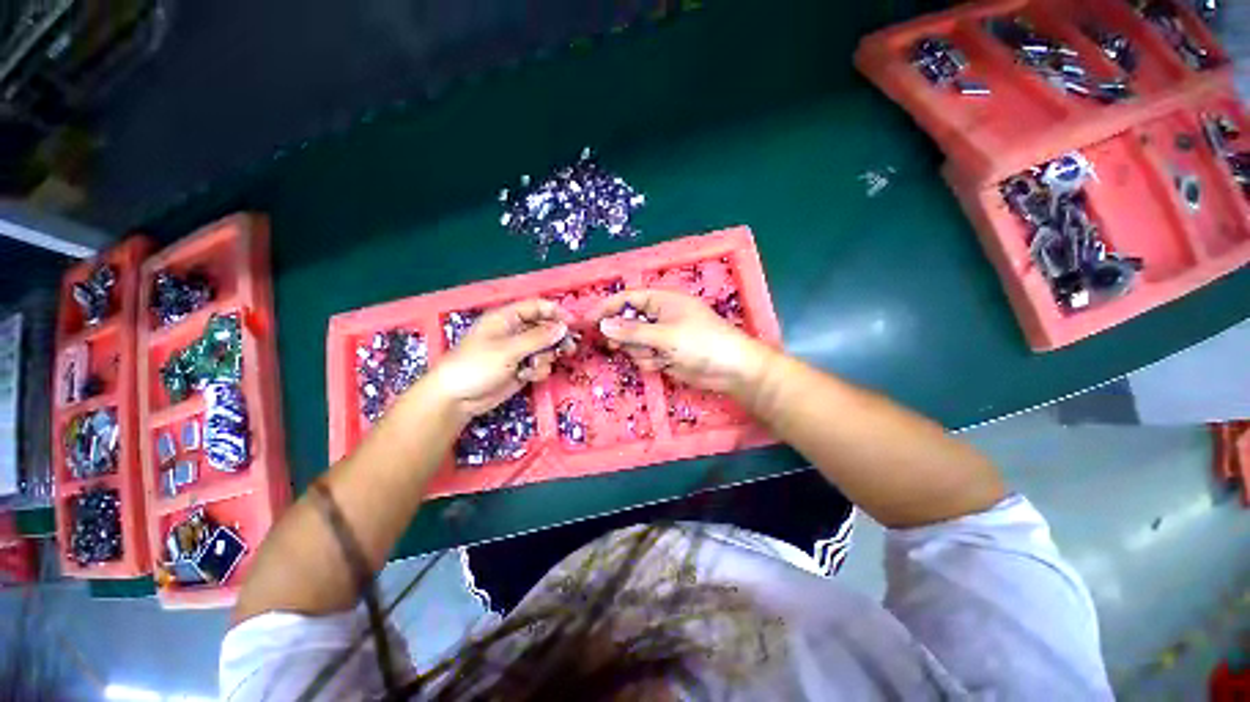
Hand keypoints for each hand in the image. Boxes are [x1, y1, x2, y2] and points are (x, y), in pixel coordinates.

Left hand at [428, 299, 572, 420]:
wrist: (457, 398)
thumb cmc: (477, 365)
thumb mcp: (508, 349)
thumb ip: (538, 338)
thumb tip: (562, 327)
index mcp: (507, 318)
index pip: (536, 307)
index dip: (555, 312)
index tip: (572, 323)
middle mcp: (515, 332)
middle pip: (545, 328)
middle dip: (556, 339)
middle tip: (569, 348)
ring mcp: (519, 351)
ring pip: (545, 348)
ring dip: (545, 358)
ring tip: (535, 367)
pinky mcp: (521, 368)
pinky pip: (540, 364)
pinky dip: (537, 370)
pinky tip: (526, 377)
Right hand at [589, 290, 771, 394]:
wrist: (731, 369)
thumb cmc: (701, 342)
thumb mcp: (665, 335)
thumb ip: (633, 331)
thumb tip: (603, 324)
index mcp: (661, 300)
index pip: (627, 299)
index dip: (606, 308)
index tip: (586, 321)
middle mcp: (659, 316)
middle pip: (627, 323)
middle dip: (623, 336)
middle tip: (615, 346)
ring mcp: (661, 337)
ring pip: (634, 343)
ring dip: (639, 352)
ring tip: (656, 356)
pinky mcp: (664, 354)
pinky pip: (644, 356)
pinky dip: (650, 362)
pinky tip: (664, 365)